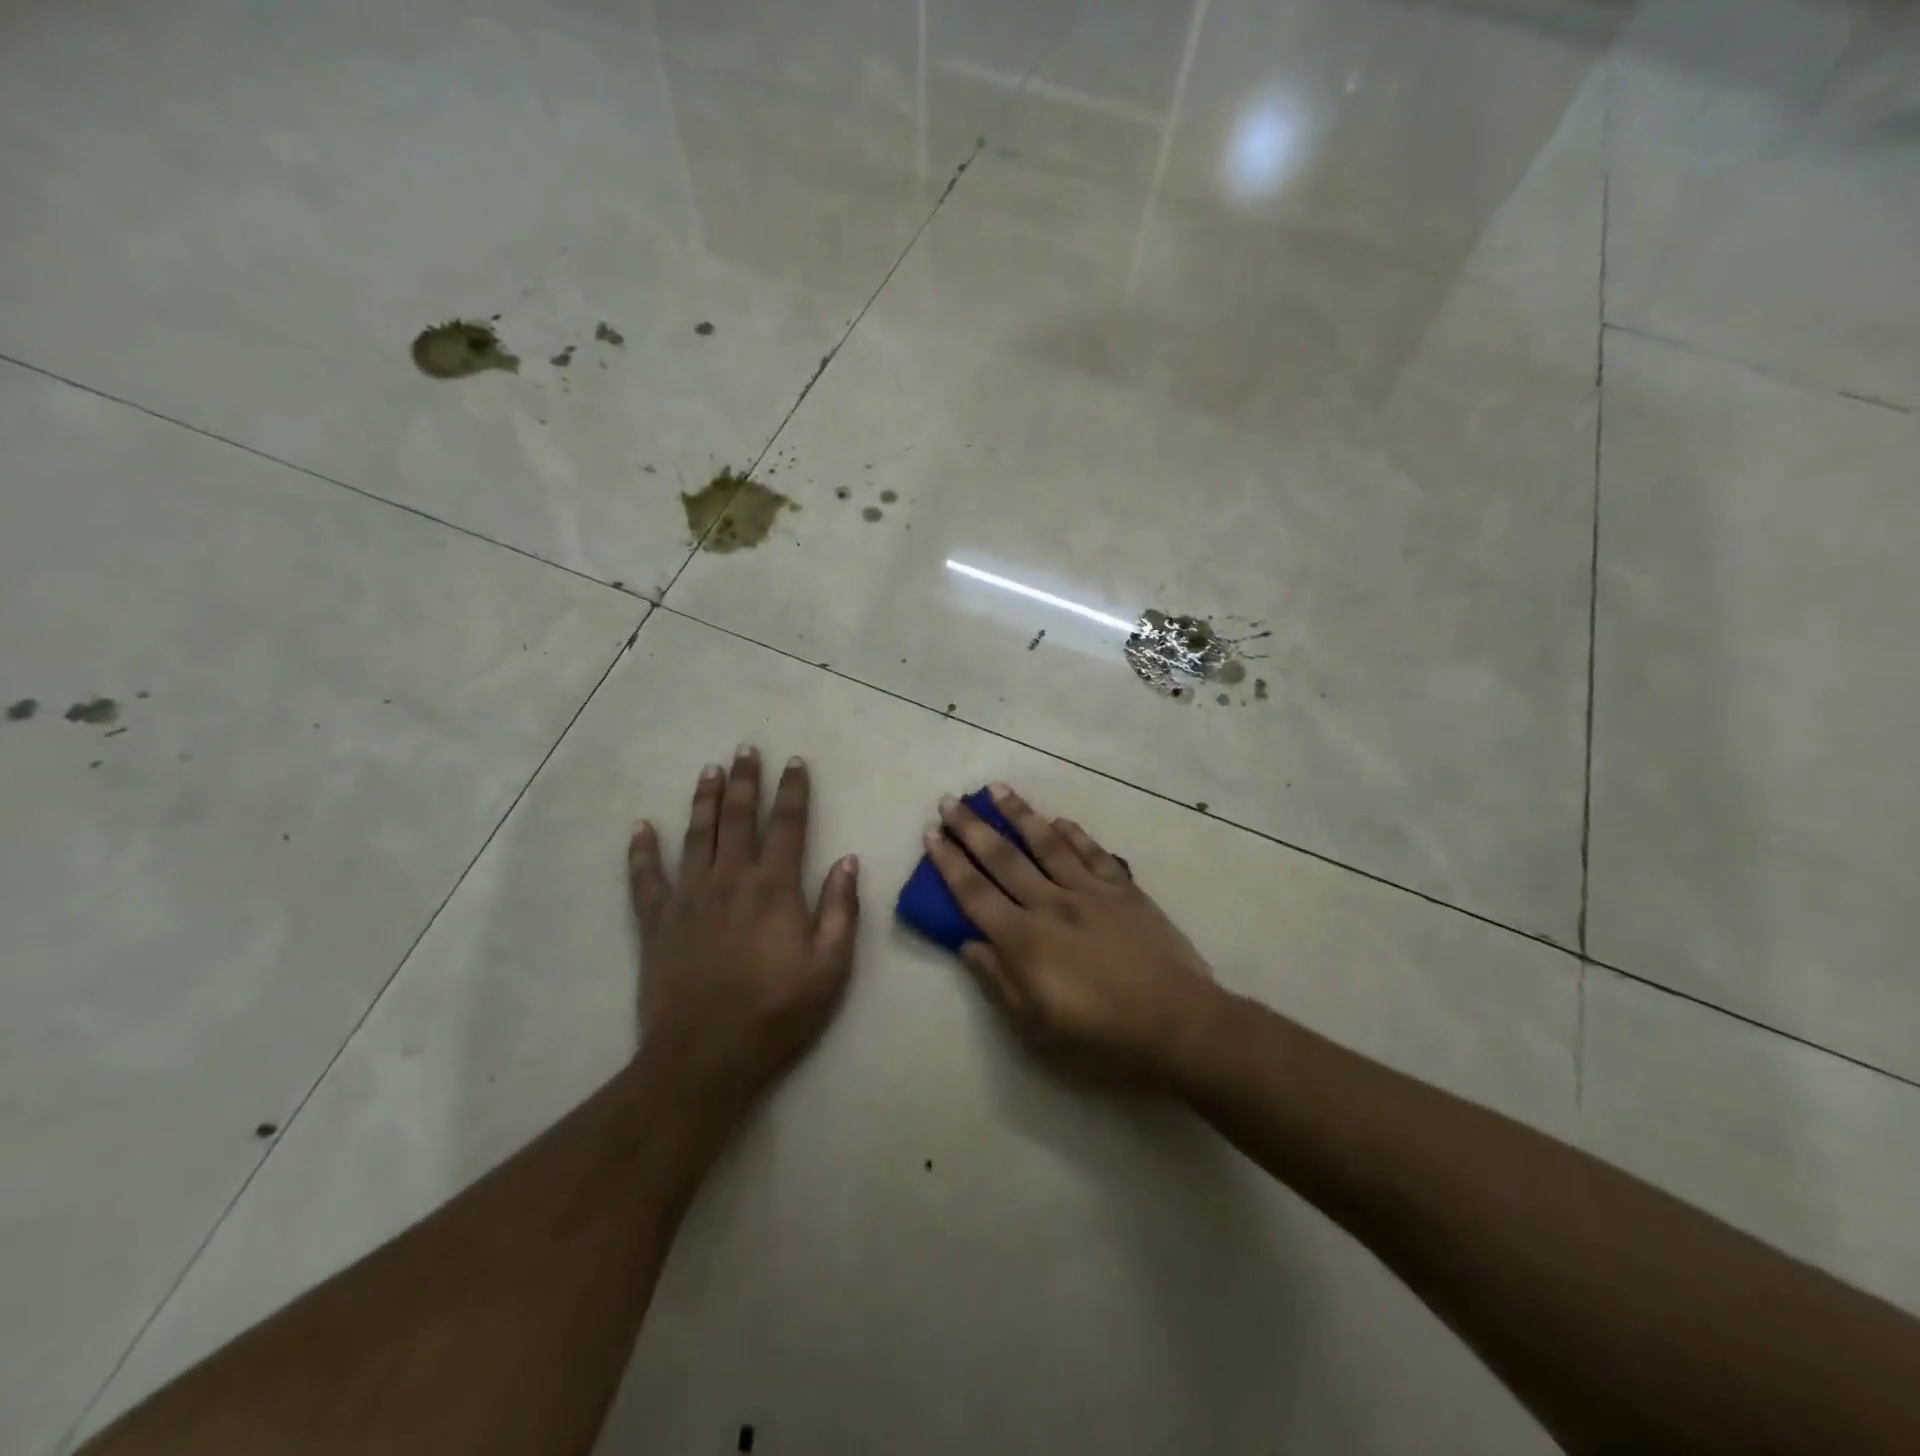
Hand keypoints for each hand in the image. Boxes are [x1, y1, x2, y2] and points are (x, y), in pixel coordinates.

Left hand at [628, 747, 859, 1112]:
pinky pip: (645, 877)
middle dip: (745, 781)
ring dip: (704, 800)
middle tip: (746, 750)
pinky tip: (641, 827)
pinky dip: (642, 850)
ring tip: (709, 771)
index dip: (793, 790)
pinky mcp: (655, 922)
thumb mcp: (830, 968)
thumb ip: (841, 910)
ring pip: (696, 835)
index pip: (788, 824)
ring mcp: (688, 897)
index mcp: (774, 888)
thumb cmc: (776, 1014)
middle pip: (738, 817)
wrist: (704, 1059)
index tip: (795, 762)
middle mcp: (730, 879)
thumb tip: (847, 860)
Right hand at [923, 785, 1222, 1085]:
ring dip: (1019, 815)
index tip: (932, 833)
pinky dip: (1074, 834)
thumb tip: (967, 944)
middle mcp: (1050, 904)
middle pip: (1003, 858)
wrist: (1176, 1023)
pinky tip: (1060, 820)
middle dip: (972, 828)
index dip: (950, 862)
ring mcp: (1089, 892)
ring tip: (997, 789)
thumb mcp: (1036, 1024)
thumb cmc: (1100, 1035)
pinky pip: (1093, 853)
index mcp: (1024, 939)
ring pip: (1047, 844)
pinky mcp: (1123, 890)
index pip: (975, 893)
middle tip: (951, 800)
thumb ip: (998, 979)